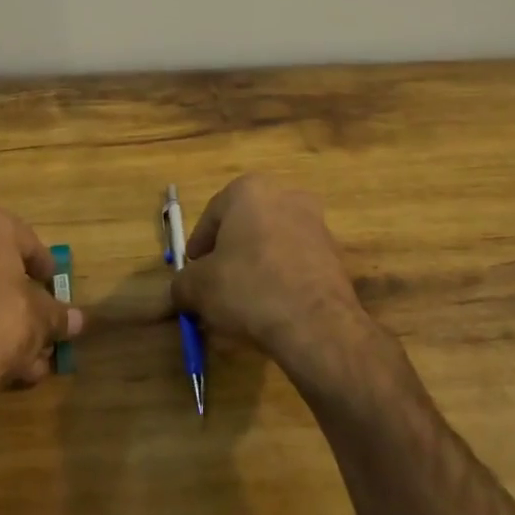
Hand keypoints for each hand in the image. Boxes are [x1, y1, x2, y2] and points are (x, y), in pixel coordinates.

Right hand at [170, 175, 378, 382]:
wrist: (316, 323)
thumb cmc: (248, 288)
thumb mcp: (198, 288)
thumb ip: (182, 284)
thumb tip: (180, 291)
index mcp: (250, 190)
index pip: (212, 214)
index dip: (198, 245)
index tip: (192, 270)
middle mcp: (286, 196)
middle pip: (245, 227)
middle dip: (229, 254)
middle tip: (215, 285)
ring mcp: (316, 224)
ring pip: (272, 245)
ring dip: (256, 267)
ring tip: (242, 303)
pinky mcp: (334, 255)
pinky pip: (295, 264)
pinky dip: (281, 280)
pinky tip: (271, 309)